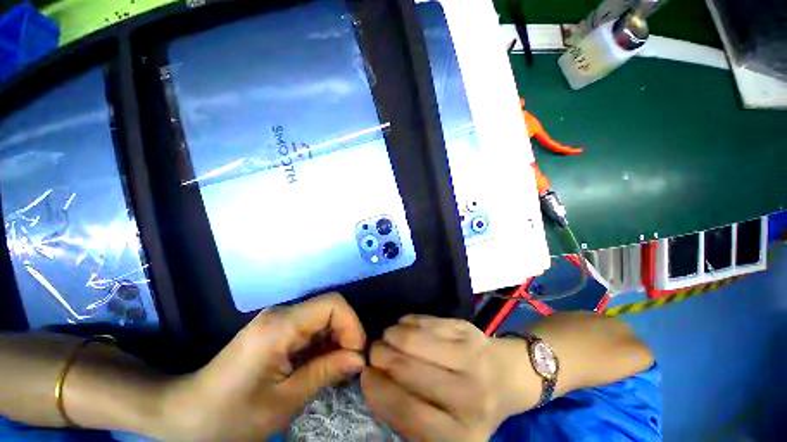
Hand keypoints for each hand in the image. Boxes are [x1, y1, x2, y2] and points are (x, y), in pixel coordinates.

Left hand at [159, 293, 365, 440]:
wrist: (186, 415)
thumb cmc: (231, 417)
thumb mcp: (284, 401)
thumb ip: (326, 372)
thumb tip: (359, 358)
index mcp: (281, 325)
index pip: (333, 304)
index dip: (352, 325)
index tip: (356, 355)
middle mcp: (282, 313)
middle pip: (330, 308)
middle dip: (346, 334)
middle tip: (348, 366)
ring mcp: (278, 319)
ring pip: (322, 317)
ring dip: (335, 340)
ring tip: (336, 369)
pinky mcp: (276, 329)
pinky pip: (310, 327)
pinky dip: (322, 344)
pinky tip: (320, 365)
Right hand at [361, 315, 539, 441]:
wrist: (507, 376)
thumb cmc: (470, 407)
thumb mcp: (442, 427)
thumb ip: (406, 414)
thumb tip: (372, 381)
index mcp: (461, 435)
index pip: (407, 411)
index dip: (378, 389)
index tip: (365, 374)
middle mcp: (469, 396)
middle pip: (408, 369)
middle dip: (381, 355)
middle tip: (373, 350)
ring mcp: (470, 356)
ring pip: (415, 339)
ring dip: (391, 334)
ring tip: (386, 336)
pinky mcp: (467, 329)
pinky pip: (426, 320)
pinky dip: (407, 321)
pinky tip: (403, 325)